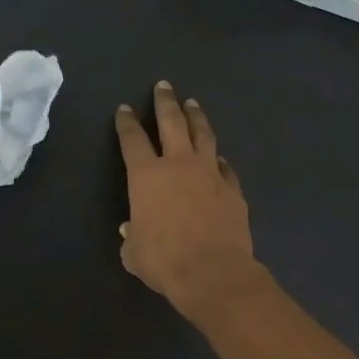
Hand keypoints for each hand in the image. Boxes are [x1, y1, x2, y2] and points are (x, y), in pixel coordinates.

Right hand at [115, 81, 260, 317]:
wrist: (212, 272)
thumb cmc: (164, 260)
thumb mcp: (133, 252)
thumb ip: (132, 236)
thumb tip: (132, 229)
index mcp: (146, 176)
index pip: (132, 140)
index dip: (127, 123)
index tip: (125, 109)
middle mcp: (179, 164)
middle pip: (171, 122)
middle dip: (165, 102)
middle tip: (164, 86)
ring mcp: (210, 173)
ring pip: (203, 135)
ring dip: (196, 117)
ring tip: (192, 104)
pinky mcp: (233, 189)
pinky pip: (225, 166)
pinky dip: (218, 158)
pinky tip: (218, 156)